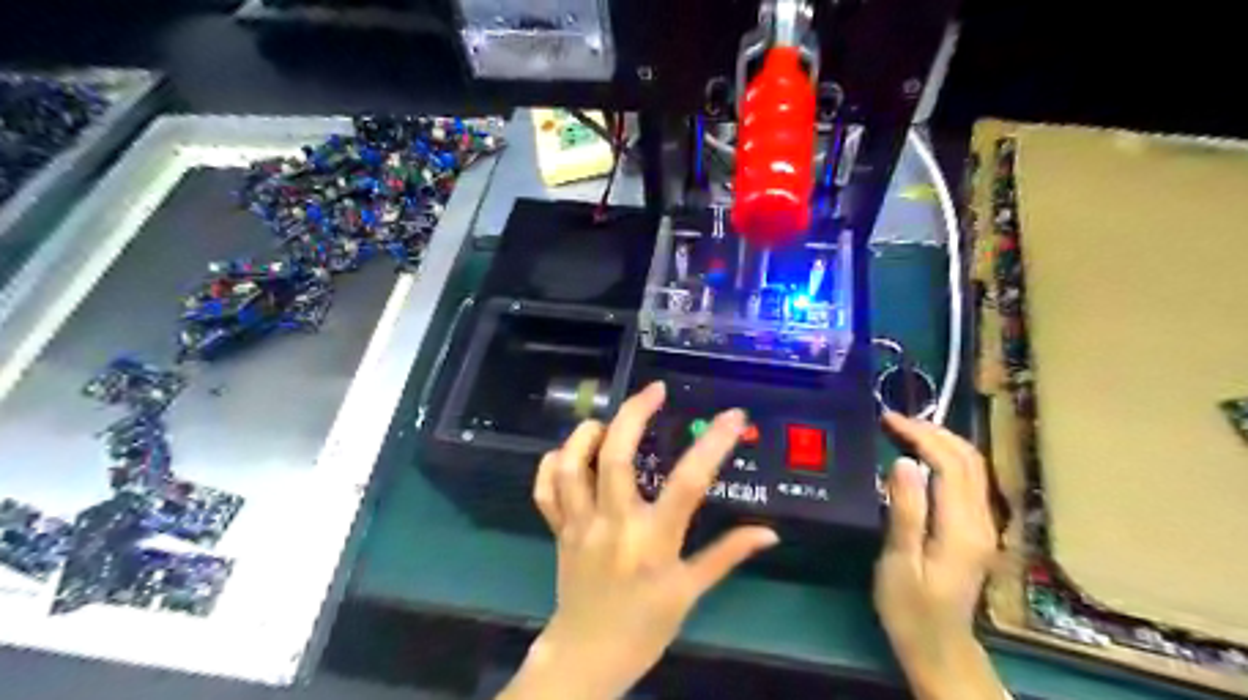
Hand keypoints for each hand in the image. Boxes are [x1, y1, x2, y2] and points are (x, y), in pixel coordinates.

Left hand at [501, 382, 776, 699]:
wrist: (588, 655)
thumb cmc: (645, 626)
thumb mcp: (690, 592)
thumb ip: (727, 555)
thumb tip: (769, 533)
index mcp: (653, 541)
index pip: (688, 483)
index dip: (713, 444)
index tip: (733, 416)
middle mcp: (613, 524)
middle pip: (615, 456)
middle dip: (634, 413)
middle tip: (654, 390)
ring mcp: (579, 524)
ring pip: (571, 465)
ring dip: (586, 434)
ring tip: (607, 422)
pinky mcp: (557, 529)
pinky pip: (544, 489)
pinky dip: (551, 463)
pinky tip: (570, 453)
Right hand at [875, 409, 1000, 699]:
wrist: (939, 648)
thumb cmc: (910, 609)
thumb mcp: (899, 563)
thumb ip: (905, 512)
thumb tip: (902, 462)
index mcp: (961, 528)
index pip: (949, 464)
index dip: (920, 436)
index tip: (887, 420)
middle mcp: (981, 520)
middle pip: (968, 459)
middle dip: (932, 431)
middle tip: (893, 420)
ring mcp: (983, 525)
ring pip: (972, 466)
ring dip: (941, 441)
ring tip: (904, 430)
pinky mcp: (976, 529)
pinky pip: (967, 479)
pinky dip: (945, 457)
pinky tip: (921, 456)